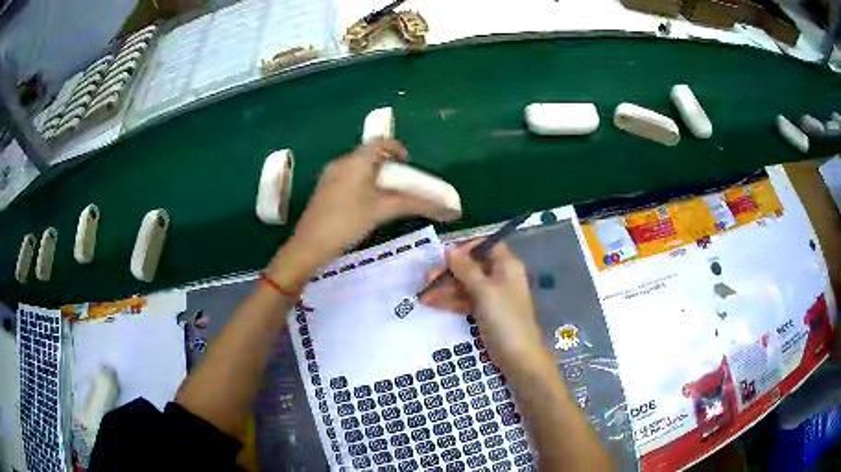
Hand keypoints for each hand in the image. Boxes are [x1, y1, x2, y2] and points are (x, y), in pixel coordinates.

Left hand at [278, 139, 453, 277]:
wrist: (309, 245)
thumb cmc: (348, 222)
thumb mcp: (383, 210)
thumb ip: (416, 205)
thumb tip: (449, 211)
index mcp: (355, 161)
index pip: (378, 142)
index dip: (395, 147)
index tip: (407, 160)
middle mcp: (341, 163)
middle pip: (367, 154)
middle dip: (386, 163)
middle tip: (399, 179)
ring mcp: (329, 176)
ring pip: (356, 166)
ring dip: (373, 173)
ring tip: (385, 192)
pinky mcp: (323, 190)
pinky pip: (347, 177)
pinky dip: (361, 182)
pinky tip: (365, 202)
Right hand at [421, 240, 544, 372]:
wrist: (518, 356)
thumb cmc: (504, 318)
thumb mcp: (484, 291)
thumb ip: (466, 269)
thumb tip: (449, 248)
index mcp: (507, 266)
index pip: (486, 246)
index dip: (466, 248)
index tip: (446, 257)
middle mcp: (500, 277)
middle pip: (472, 266)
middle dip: (449, 272)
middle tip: (427, 280)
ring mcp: (493, 296)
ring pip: (466, 285)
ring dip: (446, 289)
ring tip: (423, 296)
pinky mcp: (486, 312)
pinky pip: (466, 301)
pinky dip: (451, 301)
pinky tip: (432, 304)